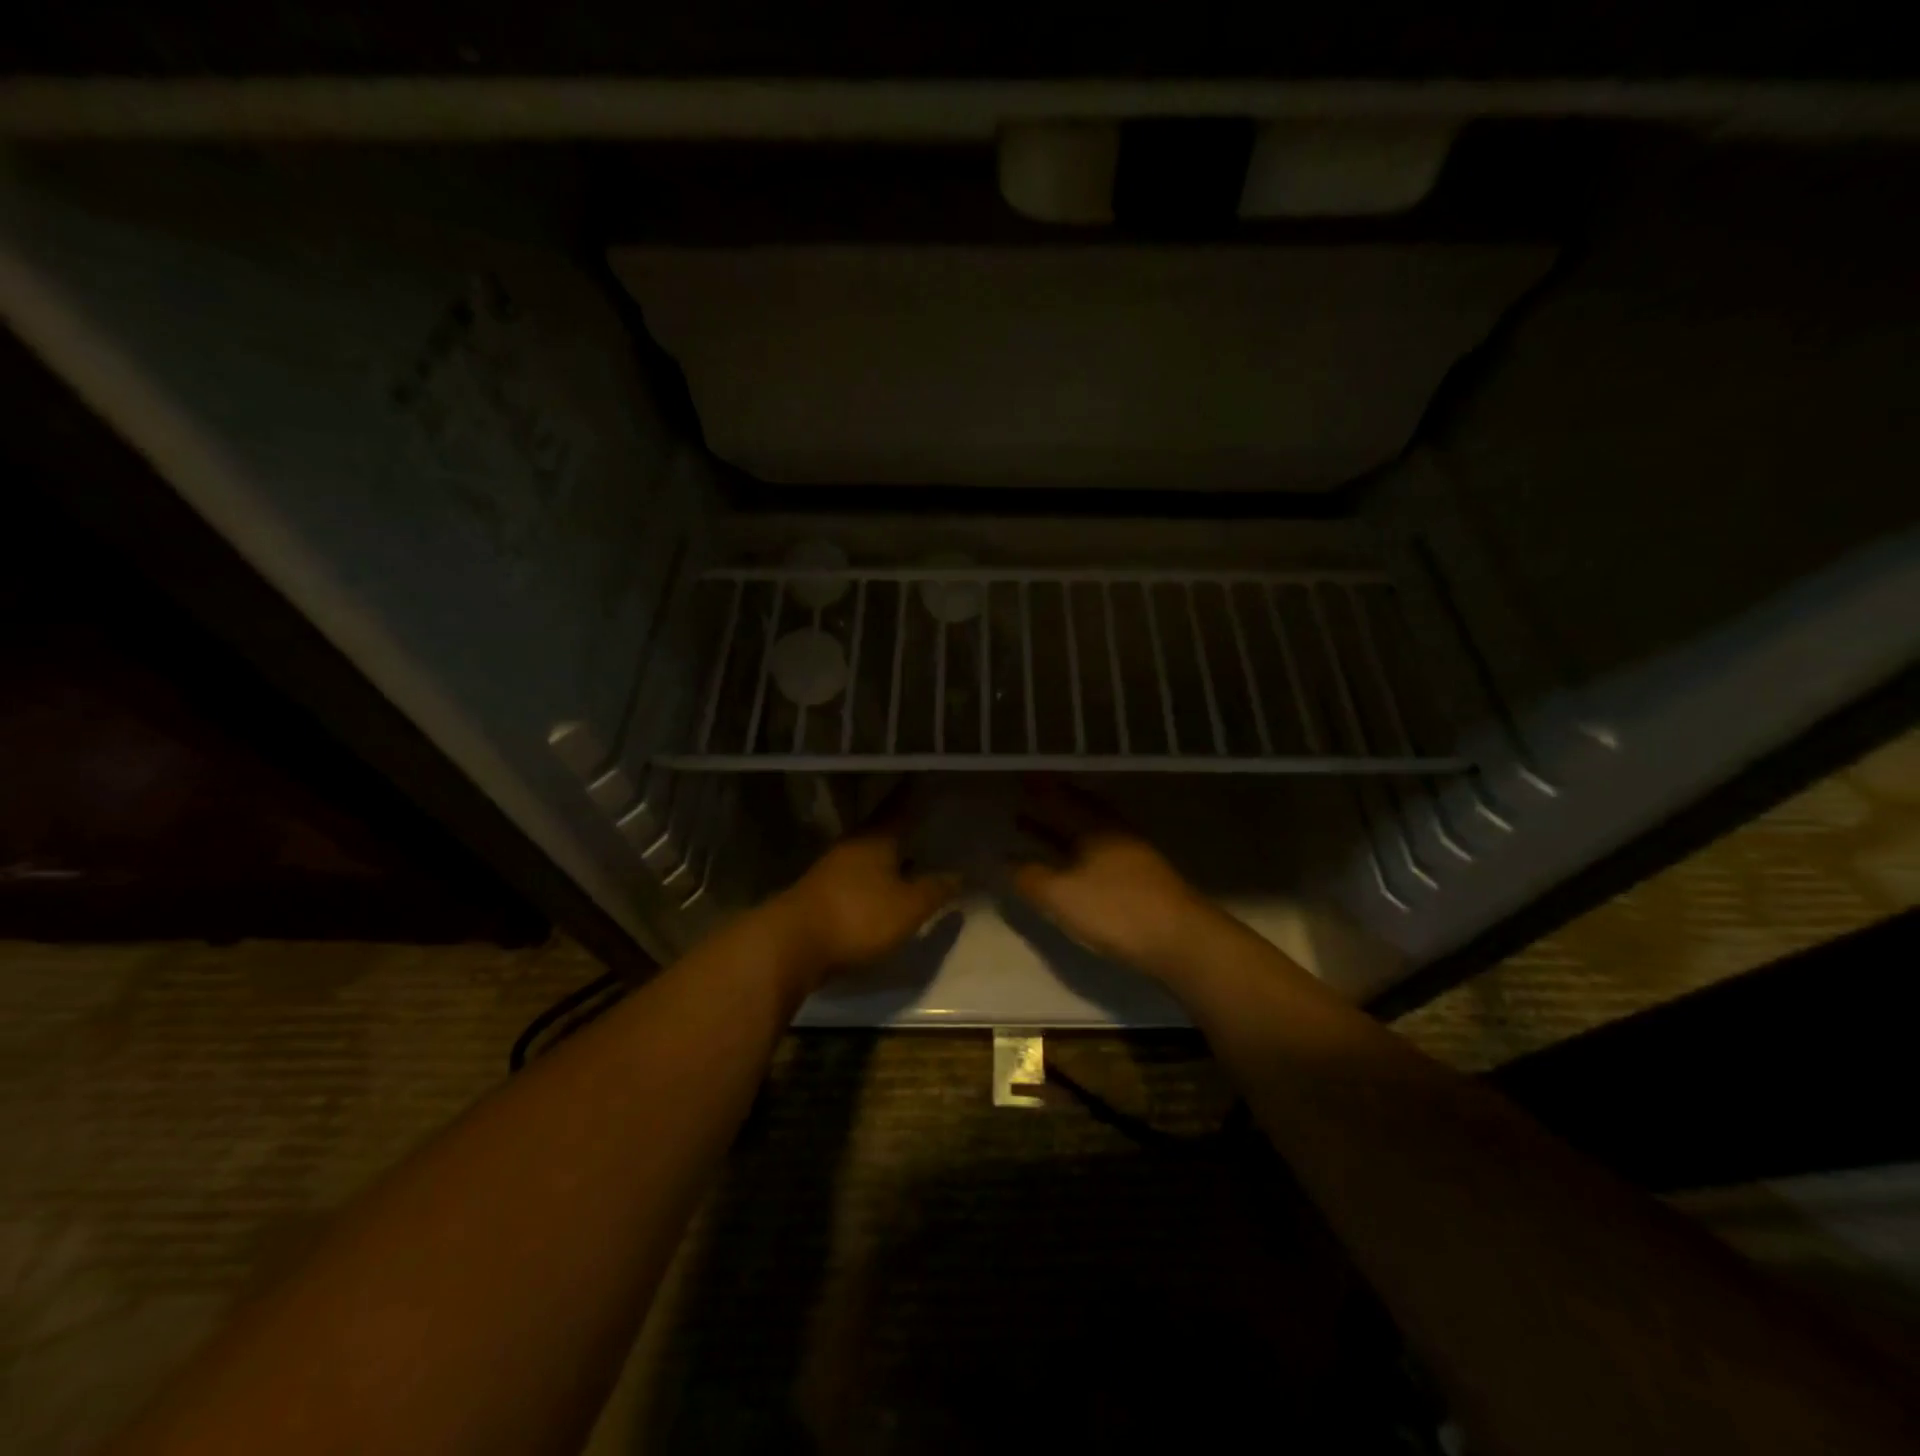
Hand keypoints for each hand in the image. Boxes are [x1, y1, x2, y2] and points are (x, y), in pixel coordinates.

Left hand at [769, 811, 960, 989]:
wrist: (792, 944)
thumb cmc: (858, 915)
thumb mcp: (909, 906)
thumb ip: (936, 889)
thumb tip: (960, 874)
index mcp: (876, 837)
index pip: (899, 805)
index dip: (912, 792)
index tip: (923, 776)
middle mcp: (853, 845)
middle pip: (882, 829)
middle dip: (904, 826)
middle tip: (927, 819)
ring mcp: (833, 869)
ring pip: (869, 854)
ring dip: (890, 855)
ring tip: (915, 856)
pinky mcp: (823, 894)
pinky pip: (858, 877)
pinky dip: (876, 877)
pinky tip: (888, 889)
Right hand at [1010, 778, 1215, 977]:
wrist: (1182, 941)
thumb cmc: (1116, 910)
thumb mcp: (1061, 895)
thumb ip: (1029, 876)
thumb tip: (1004, 858)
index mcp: (1094, 826)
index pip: (1061, 798)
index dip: (1039, 788)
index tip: (1020, 778)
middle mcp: (1114, 832)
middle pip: (1077, 811)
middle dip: (1049, 805)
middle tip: (1024, 798)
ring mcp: (1131, 855)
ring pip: (1087, 833)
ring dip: (1059, 829)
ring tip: (1033, 827)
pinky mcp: (1140, 880)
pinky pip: (1096, 853)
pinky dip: (1074, 851)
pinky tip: (1068, 864)